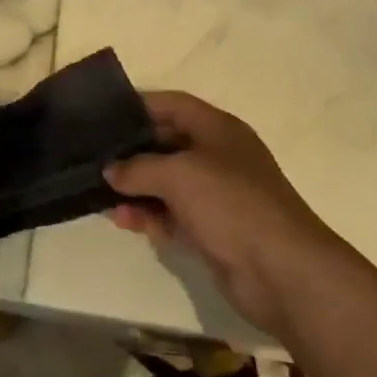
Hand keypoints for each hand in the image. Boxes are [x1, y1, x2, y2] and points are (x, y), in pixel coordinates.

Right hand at [104, 91, 333, 340]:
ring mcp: (216, 194)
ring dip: (136, 188)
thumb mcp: (178, 175)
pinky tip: (123, 220)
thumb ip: (138, 168)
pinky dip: (150, 215)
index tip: (103, 115)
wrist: (283, 272)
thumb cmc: (231, 204)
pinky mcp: (213, 230)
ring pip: (166, 182)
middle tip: (93, 158)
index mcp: (217, 128)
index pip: (172, 104)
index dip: (138, 106)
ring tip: (100, 196)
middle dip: (131, 151)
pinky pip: (173, 214)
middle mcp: (217, 156)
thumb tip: (109, 171)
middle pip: (166, 143)